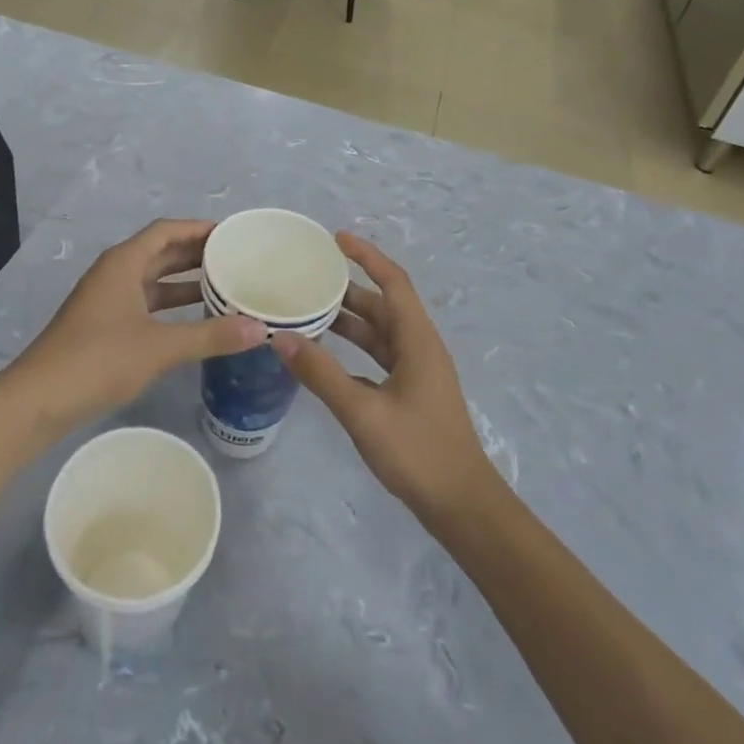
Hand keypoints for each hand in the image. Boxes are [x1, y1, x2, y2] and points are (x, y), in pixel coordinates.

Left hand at [19, 219, 266, 421]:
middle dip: (196, 254)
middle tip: (235, 260)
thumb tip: (261, 329)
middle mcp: (115, 273)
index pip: (166, 230)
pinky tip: (195, 321)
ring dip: (185, 282)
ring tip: (224, 287)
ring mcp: (107, 300)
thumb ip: (211, 336)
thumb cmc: (98, 360)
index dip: (198, 229)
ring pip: (153, 281)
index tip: (231, 235)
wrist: (39, 400)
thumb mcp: (160, 346)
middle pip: (160, 252)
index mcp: (124, 263)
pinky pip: (145, 303)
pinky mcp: (104, 326)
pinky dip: (170, 307)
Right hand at [273, 232, 496, 522]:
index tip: (336, 239)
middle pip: (383, 304)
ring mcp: (417, 371)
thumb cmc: (418, 452)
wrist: (461, 504)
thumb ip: (322, 375)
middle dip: (349, 288)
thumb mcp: (363, 412)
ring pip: (380, 331)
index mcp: (417, 340)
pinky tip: (326, 354)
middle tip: (308, 277)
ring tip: (308, 309)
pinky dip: (354, 347)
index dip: (367, 256)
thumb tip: (282, 339)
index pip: (392, 282)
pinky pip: (379, 355)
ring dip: (349, 319)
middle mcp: (419, 347)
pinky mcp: (411, 392)